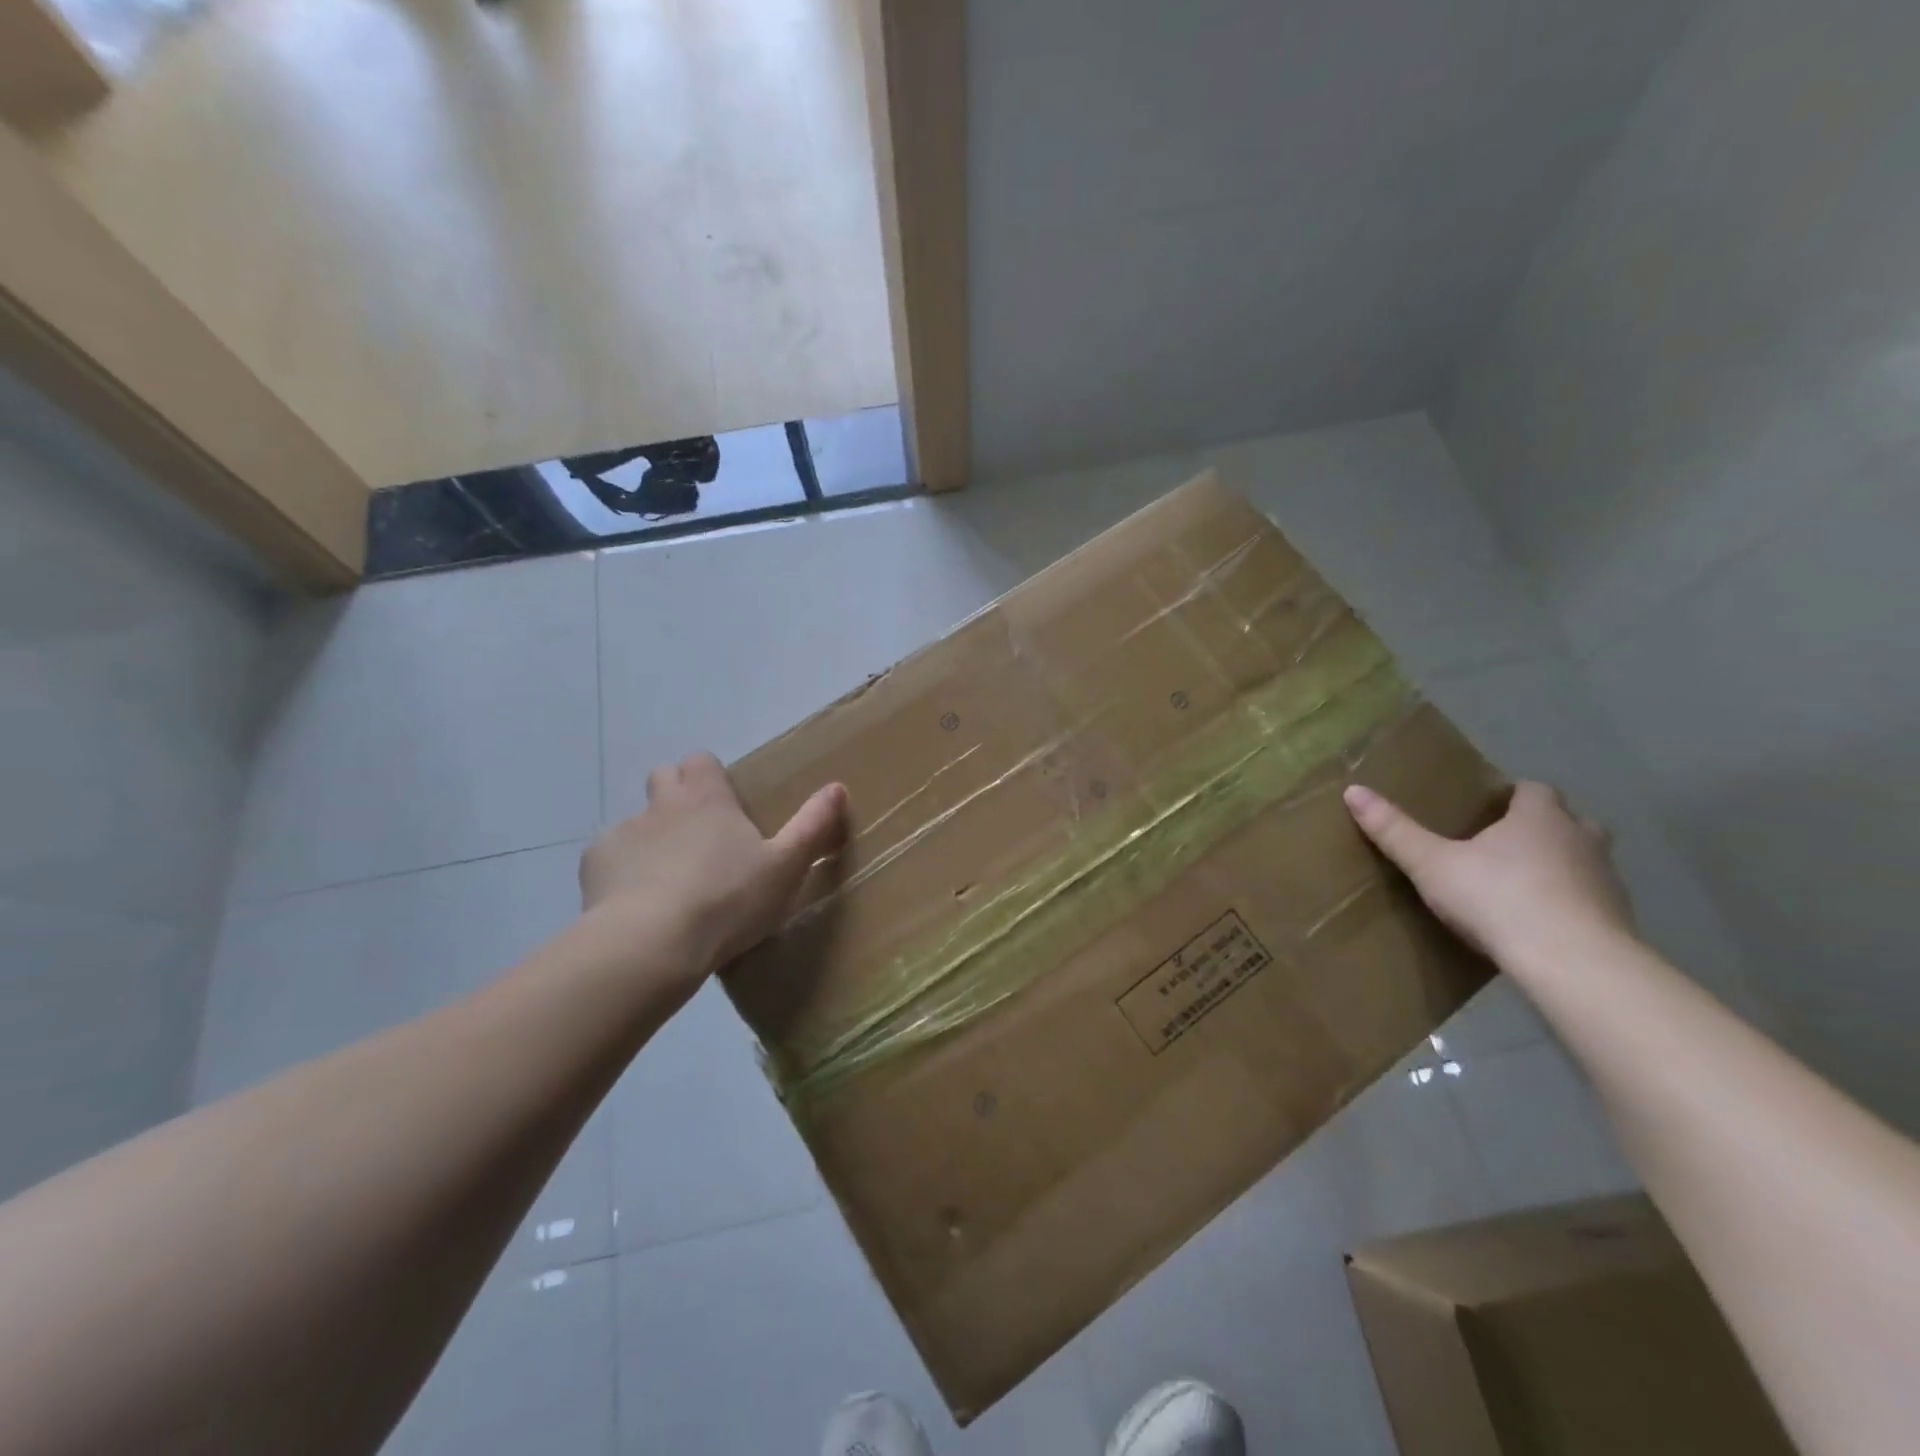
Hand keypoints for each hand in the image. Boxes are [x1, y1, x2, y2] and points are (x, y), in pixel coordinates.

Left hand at [580, 752, 846, 978]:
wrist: (652, 944)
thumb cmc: (728, 900)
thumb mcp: (786, 866)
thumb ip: (813, 825)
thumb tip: (837, 786)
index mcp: (707, 798)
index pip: (702, 761)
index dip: (712, 776)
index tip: (726, 805)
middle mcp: (662, 804)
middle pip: (664, 777)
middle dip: (678, 794)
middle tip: (700, 834)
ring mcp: (624, 833)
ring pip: (637, 821)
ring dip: (652, 838)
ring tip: (669, 880)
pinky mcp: (595, 866)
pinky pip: (610, 857)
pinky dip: (624, 871)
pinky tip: (639, 904)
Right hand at [1342, 779, 1635, 963]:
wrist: (1573, 964)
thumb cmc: (1499, 898)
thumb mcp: (1432, 865)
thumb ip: (1395, 830)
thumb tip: (1353, 791)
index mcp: (1540, 817)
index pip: (1533, 790)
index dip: (1511, 796)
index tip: (1485, 811)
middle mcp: (1581, 839)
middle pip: (1568, 822)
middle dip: (1541, 829)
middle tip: (1502, 846)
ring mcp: (1606, 881)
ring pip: (1583, 861)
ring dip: (1559, 867)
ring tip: (1518, 887)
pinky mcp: (1618, 921)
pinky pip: (1589, 902)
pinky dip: (1568, 906)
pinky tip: (1538, 926)